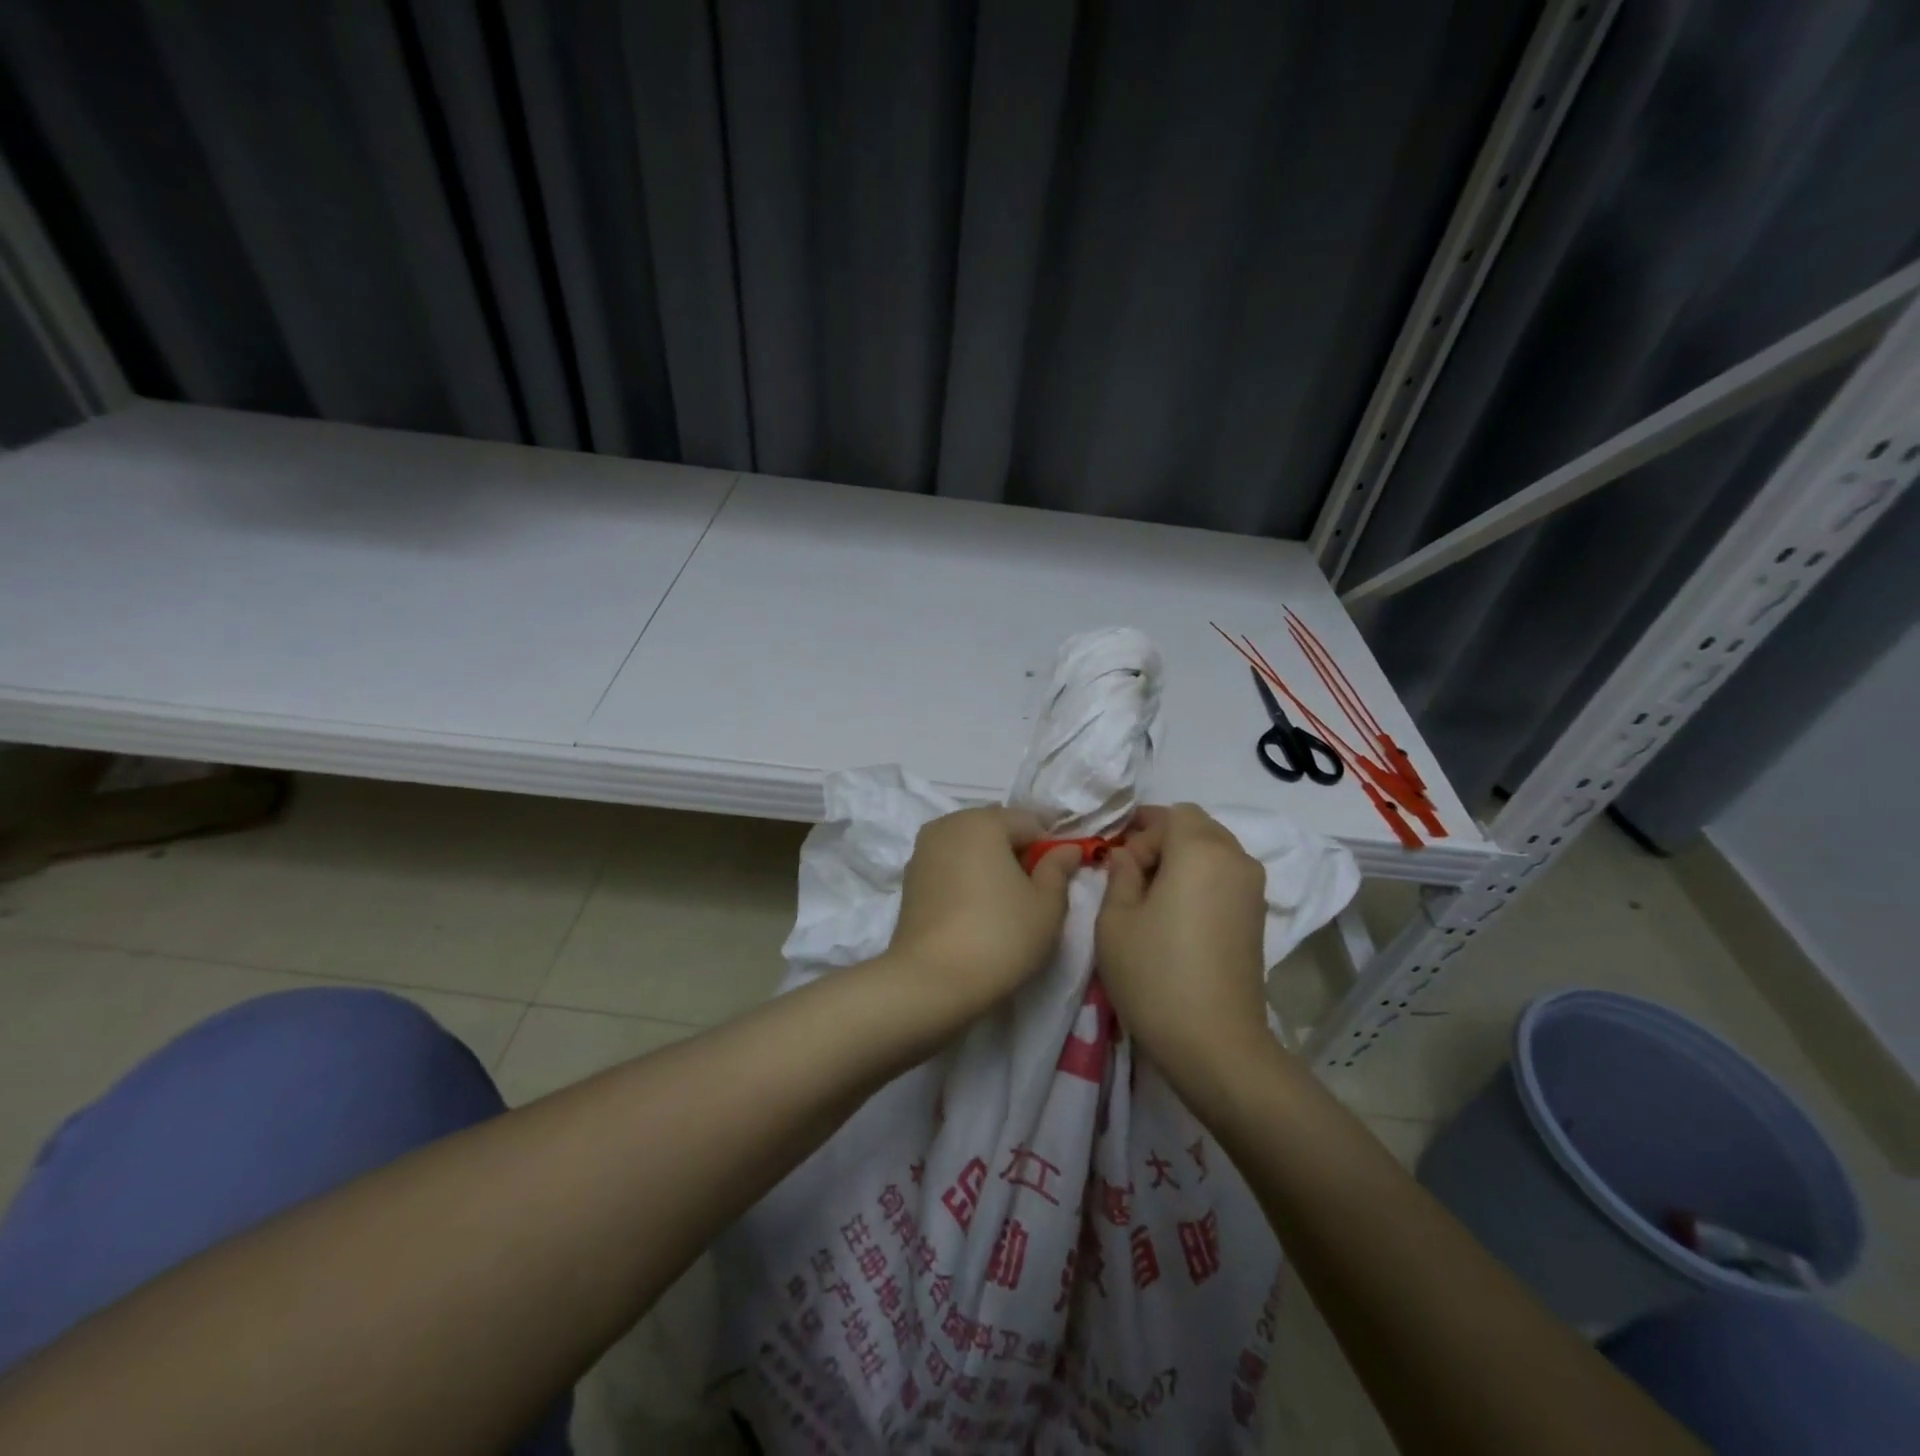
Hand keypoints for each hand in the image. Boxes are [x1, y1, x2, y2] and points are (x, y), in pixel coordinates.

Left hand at [887, 807, 1079, 1014]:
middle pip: (996, 828)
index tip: (1062, 876)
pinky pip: (949, 866)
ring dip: (990, 863)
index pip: (1030, 822)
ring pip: (969, 846)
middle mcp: (948, 824)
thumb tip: (1067, 849)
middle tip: (1035, 890)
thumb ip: (1059, 869)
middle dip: (1018, 851)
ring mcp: (923, 851)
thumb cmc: (1000, 936)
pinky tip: (977, 908)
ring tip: (1006, 902)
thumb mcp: (1047, 905)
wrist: (931, 980)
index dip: (1051, 846)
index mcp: (983, 821)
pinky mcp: (910, 879)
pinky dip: (966, 877)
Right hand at [1096, 804, 1272, 1070]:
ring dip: (1183, 860)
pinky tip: (1177, 915)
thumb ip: (1119, 874)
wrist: (1215, 1043)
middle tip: (1131, 876)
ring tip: (1153, 898)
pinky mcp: (1258, 917)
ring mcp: (1254, 889)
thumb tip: (1127, 856)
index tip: (1118, 863)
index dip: (1141, 830)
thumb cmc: (1155, 974)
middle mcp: (1236, 859)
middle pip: (1197, 827)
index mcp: (1200, 850)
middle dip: (1162, 841)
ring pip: (1214, 851)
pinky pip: (1226, 876)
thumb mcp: (1115, 920)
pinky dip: (1201, 880)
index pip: (1171, 814)